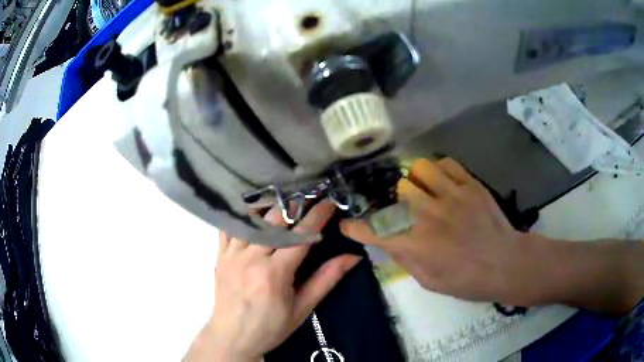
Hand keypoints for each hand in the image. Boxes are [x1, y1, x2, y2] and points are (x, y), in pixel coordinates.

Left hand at [186, 201, 360, 361]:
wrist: (232, 337)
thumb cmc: (271, 327)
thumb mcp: (302, 308)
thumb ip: (326, 280)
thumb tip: (353, 257)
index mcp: (274, 273)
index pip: (301, 236)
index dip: (318, 216)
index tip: (330, 202)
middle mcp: (251, 258)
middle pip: (275, 220)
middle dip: (296, 205)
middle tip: (310, 197)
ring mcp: (231, 254)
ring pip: (252, 219)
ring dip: (271, 207)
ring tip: (286, 201)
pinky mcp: (220, 256)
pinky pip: (229, 227)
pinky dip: (242, 216)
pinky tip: (253, 212)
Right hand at [341, 158, 535, 303]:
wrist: (504, 264)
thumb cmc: (466, 280)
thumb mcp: (429, 281)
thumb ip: (405, 259)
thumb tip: (388, 241)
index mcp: (417, 244)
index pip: (374, 231)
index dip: (356, 227)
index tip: (349, 225)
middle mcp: (430, 215)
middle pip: (399, 189)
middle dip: (397, 200)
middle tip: (405, 208)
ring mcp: (452, 196)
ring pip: (420, 168)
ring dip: (417, 179)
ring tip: (424, 190)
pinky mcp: (470, 185)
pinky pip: (446, 164)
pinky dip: (439, 170)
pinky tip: (443, 183)